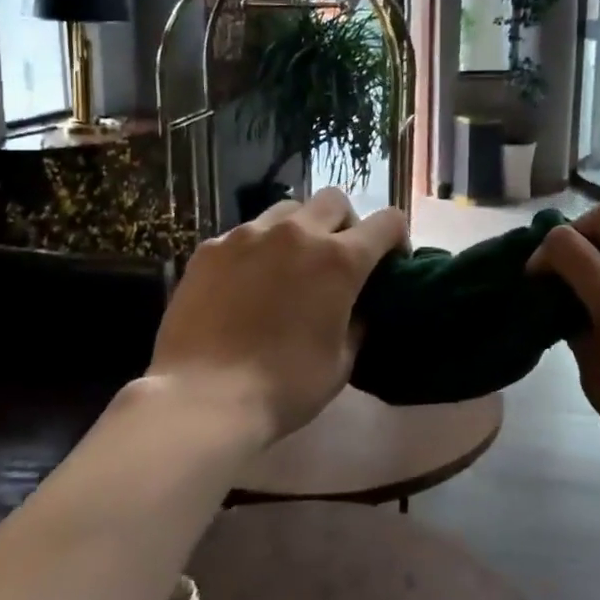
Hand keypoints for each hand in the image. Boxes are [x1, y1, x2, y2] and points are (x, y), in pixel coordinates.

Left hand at [145, 188, 408, 445]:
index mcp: (339, 259)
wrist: (203, 399)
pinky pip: (245, 233)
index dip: (397, 239)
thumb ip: (358, 321)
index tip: (390, 263)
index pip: (388, 222)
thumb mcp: (342, 361)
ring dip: (300, 229)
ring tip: (289, 265)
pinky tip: (245, 284)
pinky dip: (257, 249)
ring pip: (287, 210)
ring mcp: (249, 235)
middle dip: (346, 223)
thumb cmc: (285, 386)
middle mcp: (298, 233)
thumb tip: (357, 306)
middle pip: (335, 201)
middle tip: (337, 260)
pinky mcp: (211, 248)